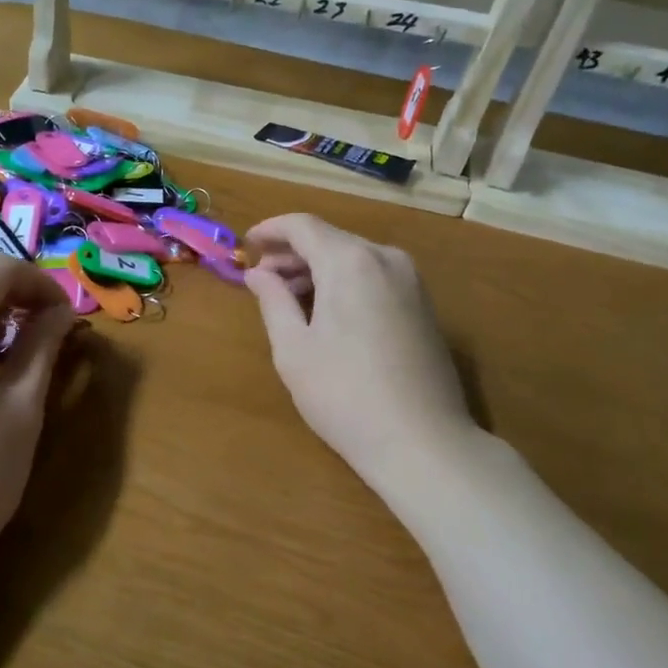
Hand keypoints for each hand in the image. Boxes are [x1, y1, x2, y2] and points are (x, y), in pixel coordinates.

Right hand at [243, 214, 474, 481]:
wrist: (422, 442)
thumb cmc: (343, 394)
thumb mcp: (293, 348)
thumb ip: (273, 300)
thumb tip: (258, 273)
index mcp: (350, 262)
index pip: (303, 225)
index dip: (270, 230)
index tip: (245, 245)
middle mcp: (386, 259)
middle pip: (330, 239)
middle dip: (291, 253)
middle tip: (260, 278)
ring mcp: (411, 282)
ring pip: (353, 258)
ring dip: (317, 269)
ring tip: (287, 298)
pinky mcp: (423, 306)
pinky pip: (374, 277)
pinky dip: (344, 283)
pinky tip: (325, 313)